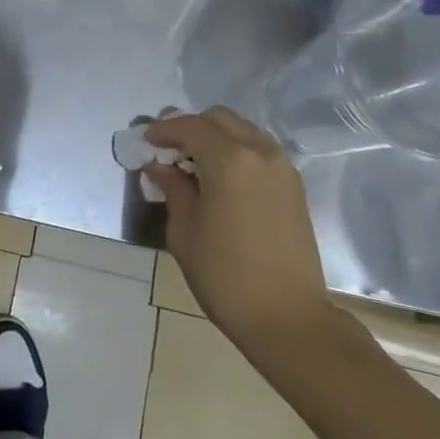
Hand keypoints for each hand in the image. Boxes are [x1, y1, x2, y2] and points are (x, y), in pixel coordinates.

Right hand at [141, 107, 335, 347]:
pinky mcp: (293, 185)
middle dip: (191, 126)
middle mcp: (259, 151)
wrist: (289, 319)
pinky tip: (220, 176)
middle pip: (219, 119)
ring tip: (193, 162)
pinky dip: (235, 150)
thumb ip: (173, 188)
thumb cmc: (226, 276)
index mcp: (229, 159)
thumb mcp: (185, 231)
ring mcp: (281, 167)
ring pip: (242, 130)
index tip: (146, 140)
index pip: (190, 126)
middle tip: (168, 148)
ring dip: (215, 136)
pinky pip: (258, 149)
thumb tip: (160, 167)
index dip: (164, 129)